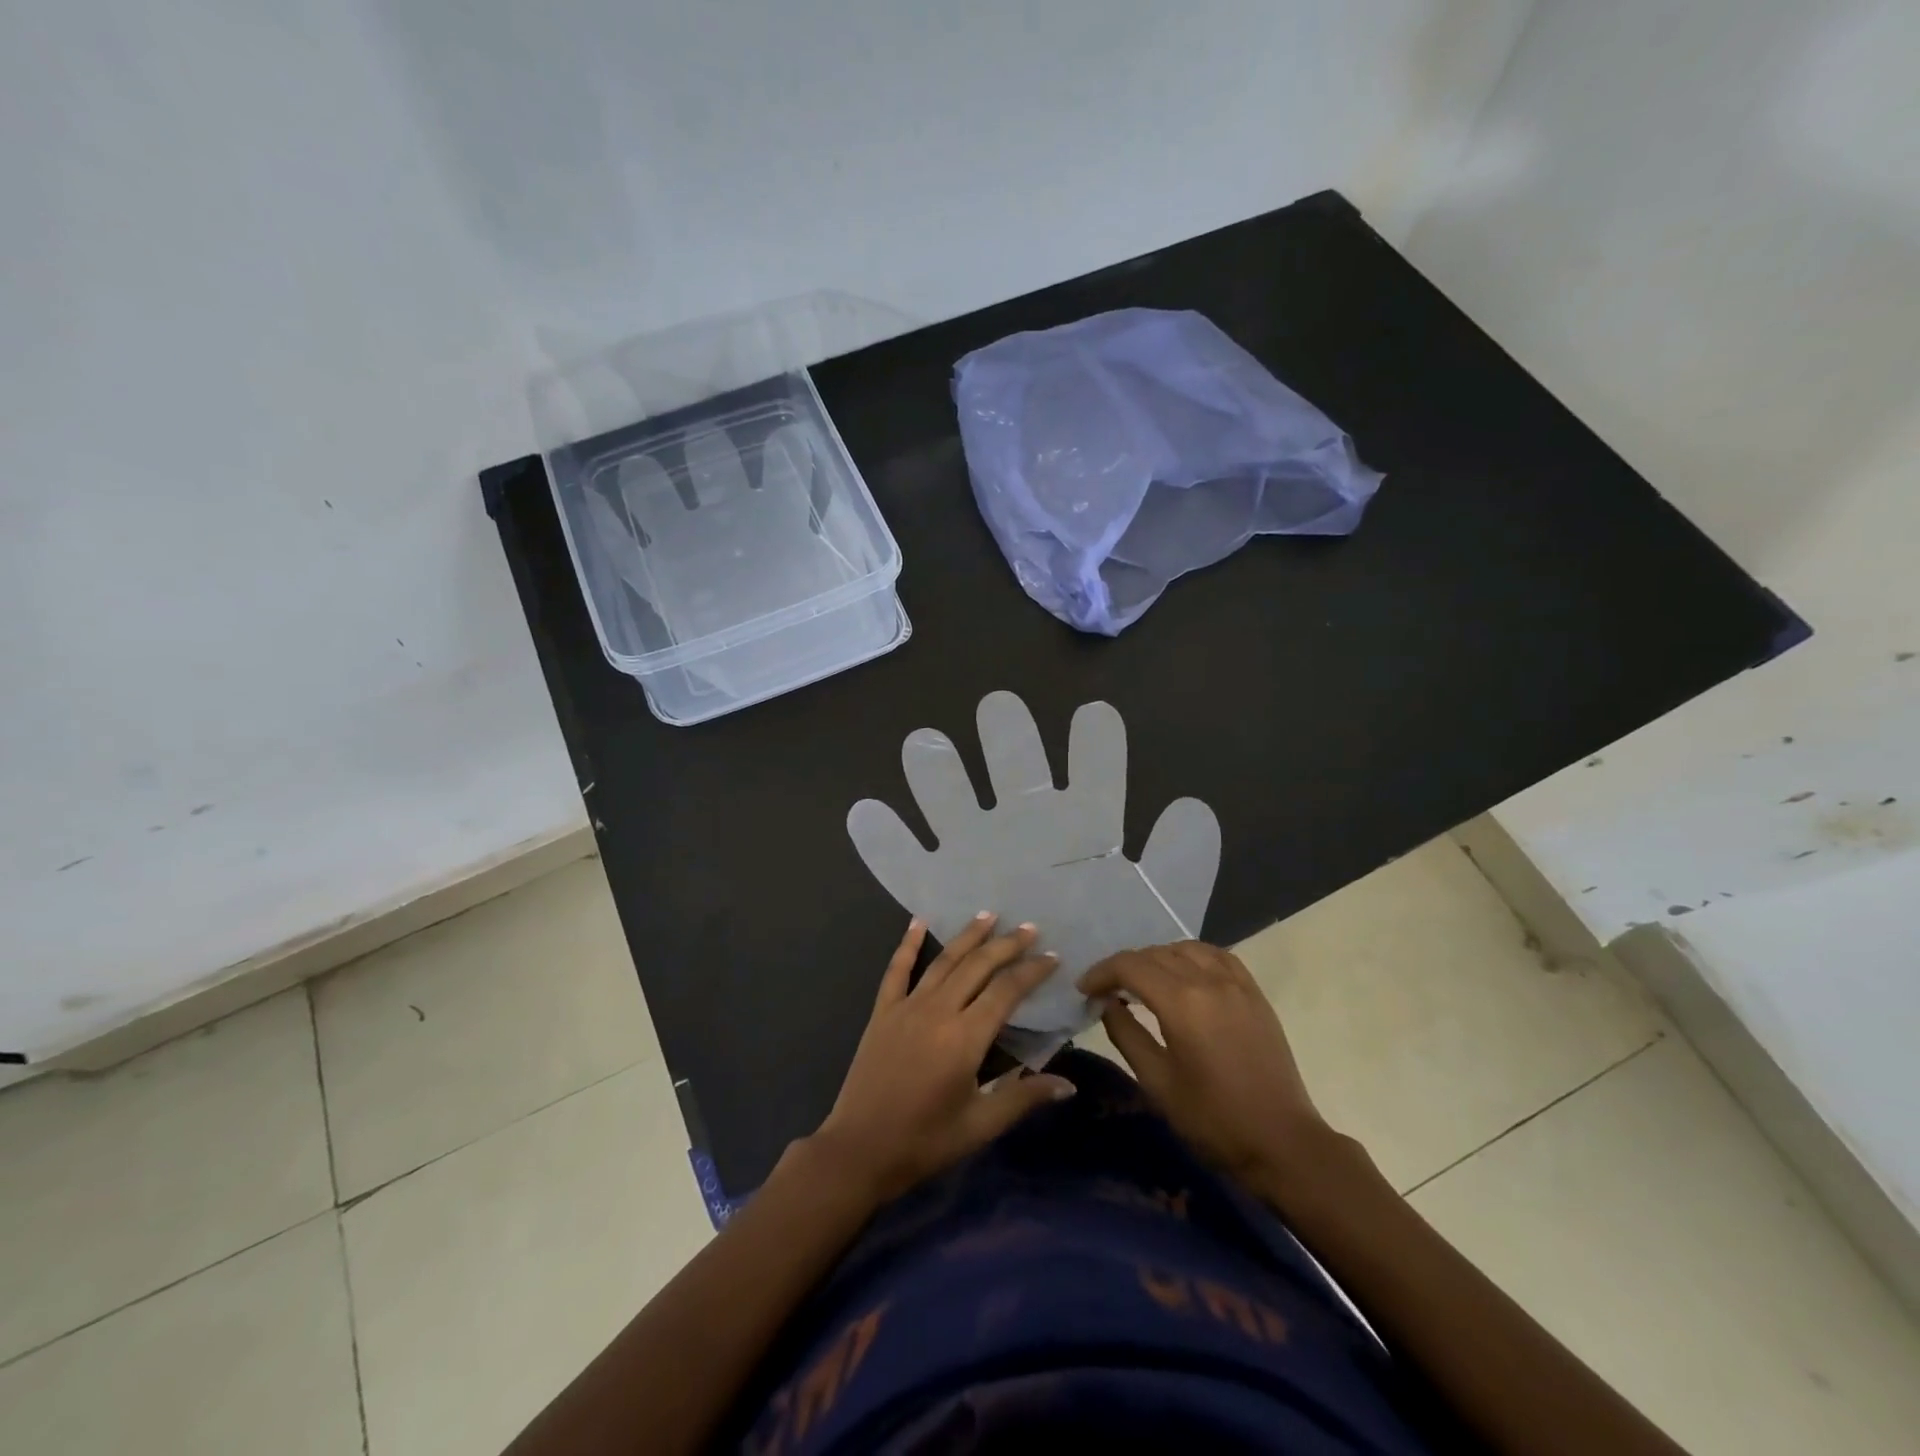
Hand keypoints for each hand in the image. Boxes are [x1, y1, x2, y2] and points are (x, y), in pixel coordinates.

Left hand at [809, 914, 1075, 1203]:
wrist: (859, 1150)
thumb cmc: (924, 1142)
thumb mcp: (980, 1125)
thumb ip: (1023, 1098)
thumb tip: (1067, 1085)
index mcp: (965, 1037)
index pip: (1007, 991)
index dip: (1031, 971)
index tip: (1052, 956)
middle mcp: (938, 1010)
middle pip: (978, 966)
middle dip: (1006, 944)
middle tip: (1029, 927)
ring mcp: (907, 1006)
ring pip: (944, 960)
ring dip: (968, 935)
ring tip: (989, 914)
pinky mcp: (883, 1011)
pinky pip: (897, 969)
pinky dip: (908, 943)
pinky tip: (918, 921)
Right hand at [1079, 942, 1333, 1187]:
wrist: (1282, 1143)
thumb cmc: (1213, 1120)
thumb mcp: (1157, 1082)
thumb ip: (1126, 1034)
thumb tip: (1107, 1004)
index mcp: (1182, 1002)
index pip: (1130, 966)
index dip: (1101, 973)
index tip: (1084, 990)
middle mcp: (1209, 980)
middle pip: (1155, 954)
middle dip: (1125, 966)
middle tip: (1108, 990)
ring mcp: (1236, 983)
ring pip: (1185, 948)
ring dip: (1157, 958)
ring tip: (1144, 982)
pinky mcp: (1254, 993)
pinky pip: (1217, 956)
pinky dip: (1192, 956)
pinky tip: (1184, 973)